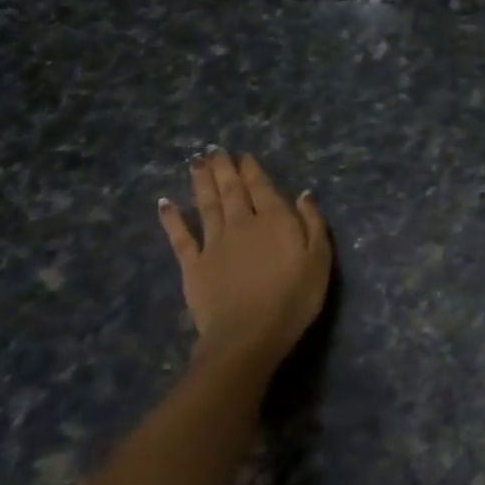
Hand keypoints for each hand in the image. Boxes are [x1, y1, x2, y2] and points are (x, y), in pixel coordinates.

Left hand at [158, 152, 331, 370]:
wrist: (248, 335)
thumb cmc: (293, 298)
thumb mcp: (319, 259)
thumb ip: (313, 223)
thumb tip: (304, 194)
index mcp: (274, 220)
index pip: (261, 187)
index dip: (251, 169)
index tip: (243, 155)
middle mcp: (241, 223)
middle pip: (231, 190)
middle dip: (223, 168)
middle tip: (213, 149)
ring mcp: (214, 243)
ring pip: (206, 205)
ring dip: (201, 182)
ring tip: (195, 162)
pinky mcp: (193, 265)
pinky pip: (180, 237)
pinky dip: (171, 219)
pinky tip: (164, 204)